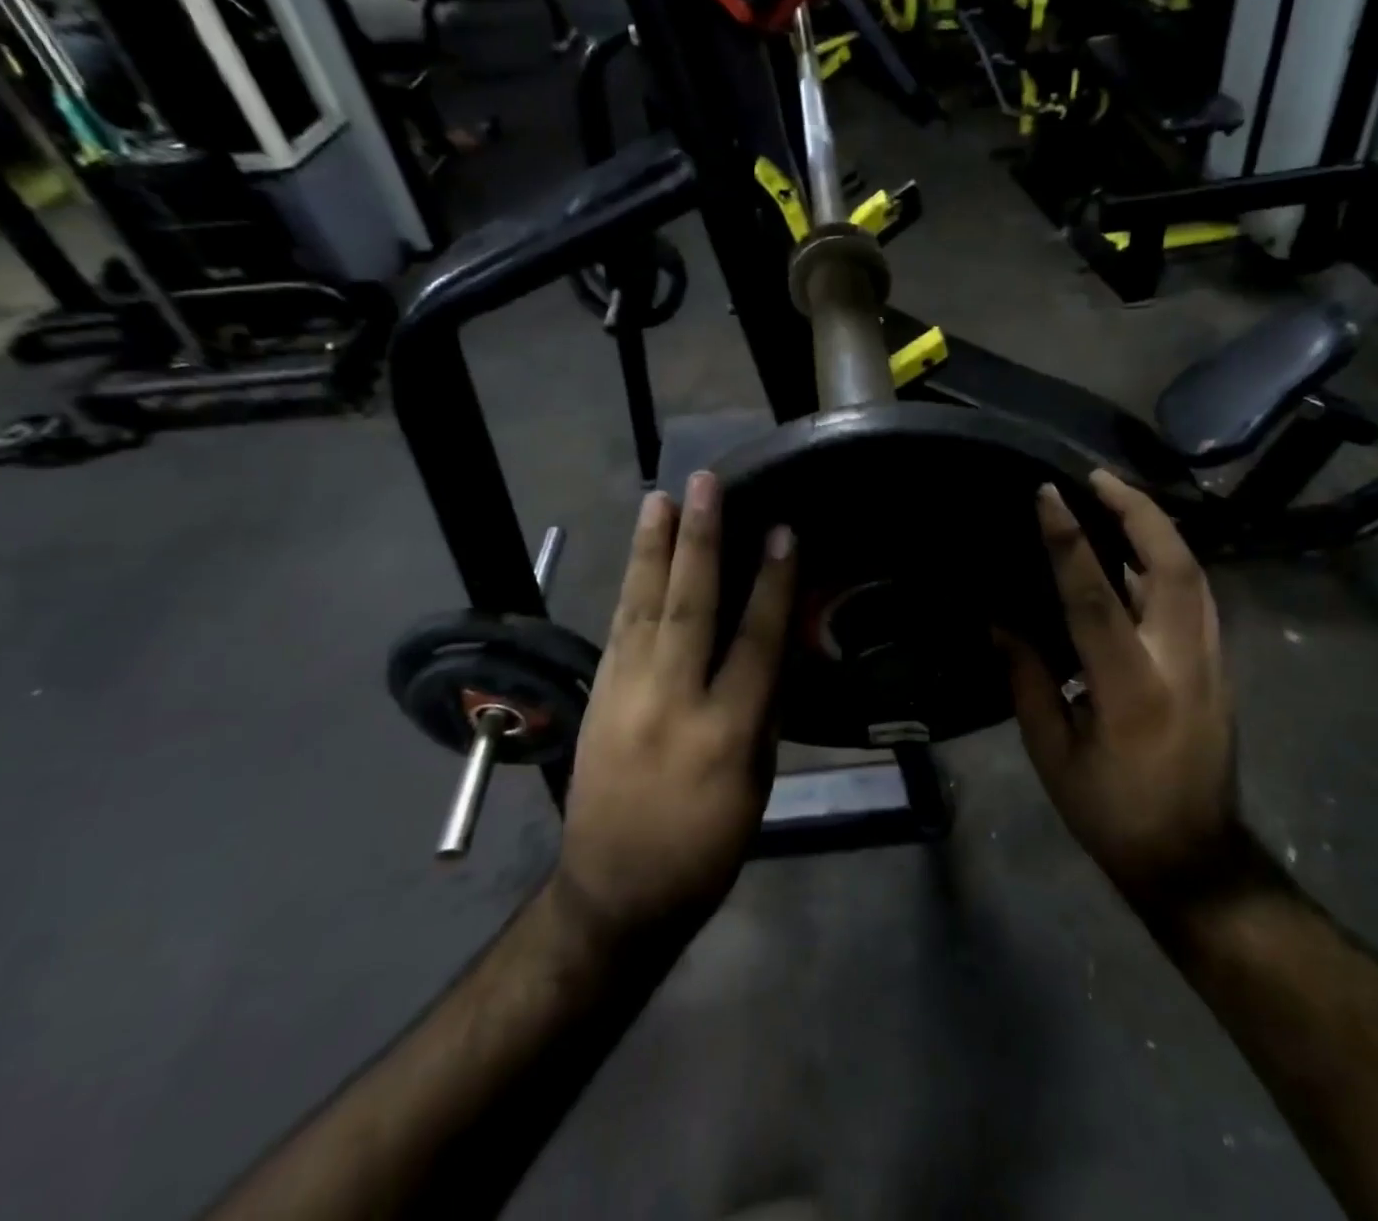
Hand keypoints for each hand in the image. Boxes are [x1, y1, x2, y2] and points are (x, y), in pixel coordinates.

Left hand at [550, 472, 795, 947]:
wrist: (614, 892)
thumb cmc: (705, 846)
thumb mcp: (757, 785)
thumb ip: (765, 710)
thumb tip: (775, 644)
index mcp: (725, 733)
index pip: (755, 641)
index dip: (771, 583)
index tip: (781, 530)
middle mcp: (670, 703)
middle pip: (688, 607)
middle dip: (699, 540)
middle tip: (703, 484)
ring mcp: (625, 697)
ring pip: (641, 608)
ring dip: (653, 549)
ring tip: (659, 498)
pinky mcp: (597, 698)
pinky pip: (619, 630)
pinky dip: (631, 587)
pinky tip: (639, 556)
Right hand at [1004, 470, 1237, 903]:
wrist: (1194, 860)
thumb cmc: (1111, 812)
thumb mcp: (1052, 753)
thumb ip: (1028, 678)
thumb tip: (1002, 620)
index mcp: (1130, 689)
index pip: (1095, 596)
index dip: (1069, 540)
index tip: (1049, 495)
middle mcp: (1181, 663)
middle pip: (1173, 565)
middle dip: (1138, 511)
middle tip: (1098, 478)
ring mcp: (1211, 663)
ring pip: (1194, 574)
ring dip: (1156, 528)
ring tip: (1117, 499)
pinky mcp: (1219, 667)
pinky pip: (1196, 596)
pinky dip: (1168, 560)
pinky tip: (1138, 552)